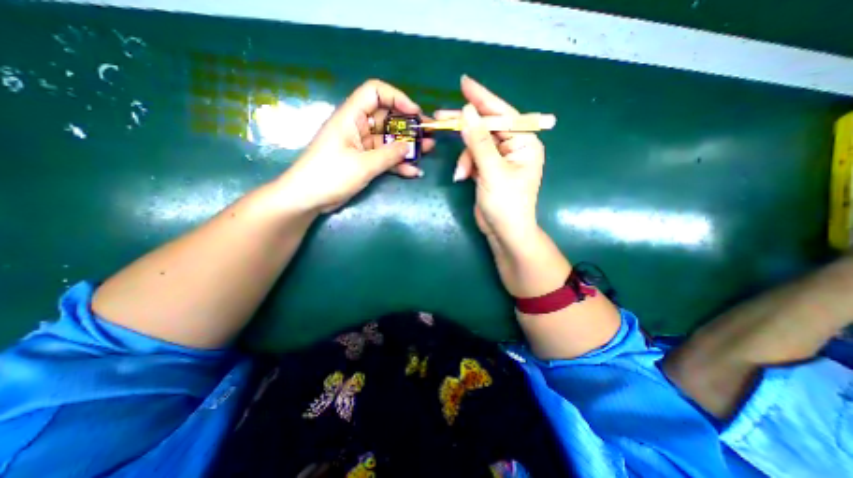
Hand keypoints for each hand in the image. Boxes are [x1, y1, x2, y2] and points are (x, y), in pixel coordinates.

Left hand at [274, 79, 432, 212]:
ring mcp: (361, 146)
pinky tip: (413, 171)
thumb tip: (409, 147)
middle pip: (387, 117)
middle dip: (408, 125)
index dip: (397, 98)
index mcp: (351, 117)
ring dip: (407, 145)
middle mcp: (358, 127)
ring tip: (428, 150)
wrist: (308, 198)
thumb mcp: (362, 165)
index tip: (415, 114)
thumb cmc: (330, 175)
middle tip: (428, 133)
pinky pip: (384, 158)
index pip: (375, 92)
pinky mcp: (364, 161)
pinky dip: (398, 163)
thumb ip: (388, 155)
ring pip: (388, 139)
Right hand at [436, 74, 542, 245]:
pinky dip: (466, 166)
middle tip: (440, 117)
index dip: (482, 98)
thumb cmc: (506, 203)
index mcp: (524, 142)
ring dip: (465, 158)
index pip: (502, 114)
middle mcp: (514, 147)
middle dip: (465, 127)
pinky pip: (473, 158)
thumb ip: (479, 141)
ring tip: (462, 174)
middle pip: (486, 127)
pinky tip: (462, 177)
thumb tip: (467, 111)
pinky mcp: (488, 170)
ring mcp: (500, 159)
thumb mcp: (492, 171)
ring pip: (475, 145)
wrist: (504, 232)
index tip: (464, 82)